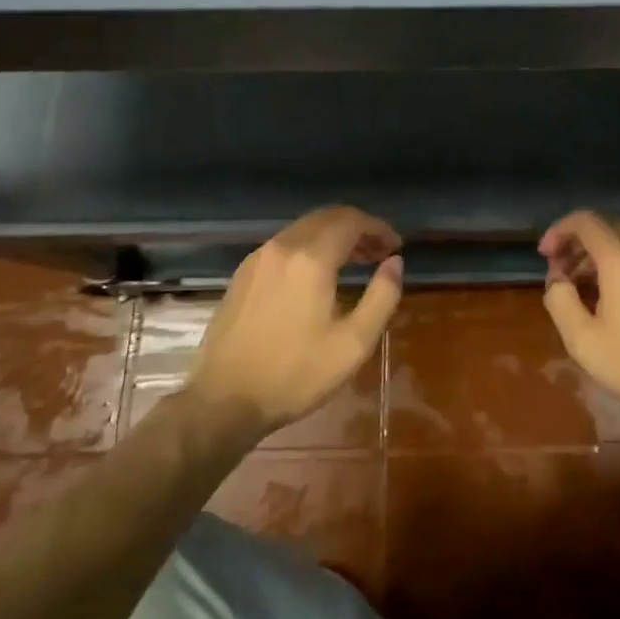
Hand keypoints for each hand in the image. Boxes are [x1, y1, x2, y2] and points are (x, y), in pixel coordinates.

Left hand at [191, 206, 403, 431]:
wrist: (223, 401)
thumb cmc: (295, 374)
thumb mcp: (353, 343)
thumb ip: (382, 297)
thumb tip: (395, 262)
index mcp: (311, 258)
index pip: (352, 221)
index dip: (378, 228)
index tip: (395, 247)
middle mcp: (283, 246)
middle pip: (327, 217)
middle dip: (358, 228)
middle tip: (379, 252)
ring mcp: (259, 257)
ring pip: (304, 228)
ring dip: (333, 236)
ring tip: (354, 262)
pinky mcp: (243, 273)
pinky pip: (285, 244)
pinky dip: (310, 246)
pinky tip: (317, 275)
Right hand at [539, 211, 619, 426]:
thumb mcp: (584, 342)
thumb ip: (560, 301)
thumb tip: (557, 278)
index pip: (585, 220)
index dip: (559, 230)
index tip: (547, 254)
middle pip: (608, 227)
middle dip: (580, 244)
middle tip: (566, 274)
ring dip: (606, 254)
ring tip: (594, 288)